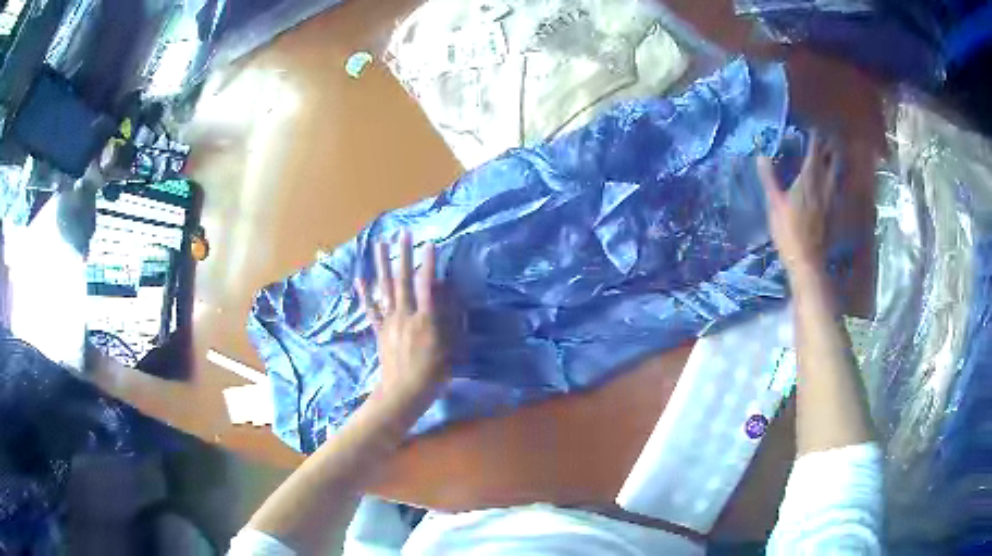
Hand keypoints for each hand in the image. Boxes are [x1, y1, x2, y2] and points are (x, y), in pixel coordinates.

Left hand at [356, 232, 449, 411]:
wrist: (403, 393)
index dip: (428, 265)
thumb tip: (447, 295)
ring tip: (379, 244)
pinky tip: (360, 278)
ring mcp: (389, 322)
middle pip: (402, 280)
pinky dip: (365, 294)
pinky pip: (371, 309)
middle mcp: (404, 315)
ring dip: (382, 265)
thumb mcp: (449, 349)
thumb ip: (448, 320)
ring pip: (384, 289)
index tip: (429, 243)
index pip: (426, 286)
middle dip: (403, 255)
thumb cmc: (431, 374)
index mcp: (424, 320)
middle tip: (402, 233)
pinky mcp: (380, 330)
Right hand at [758, 134, 839, 271]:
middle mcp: (824, 185)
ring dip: (836, 163)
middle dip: (830, 148)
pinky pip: (838, 189)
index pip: (814, 152)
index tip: (814, 129)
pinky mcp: (835, 212)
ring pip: (837, 174)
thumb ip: (770, 178)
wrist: (807, 260)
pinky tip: (834, 182)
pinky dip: (836, 181)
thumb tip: (761, 156)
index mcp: (809, 179)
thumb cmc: (789, 231)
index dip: (815, 139)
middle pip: (832, 160)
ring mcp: (832, 199)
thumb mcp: (774, 203)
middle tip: (828, 140)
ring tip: (833, 156)